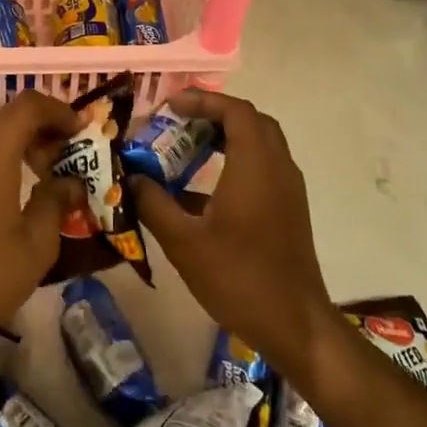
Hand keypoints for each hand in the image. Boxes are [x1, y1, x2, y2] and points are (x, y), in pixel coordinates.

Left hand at [0, 90, 83, 346]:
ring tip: (35, 173)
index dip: (60, 111)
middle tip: (62, 158)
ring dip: (12, 142)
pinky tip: (2, 189)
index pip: (31, 105)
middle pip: (7, 116)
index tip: (81, 130)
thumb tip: (70, 182)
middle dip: (38, 129)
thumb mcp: (38, 241)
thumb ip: (56, 200)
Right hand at [131, 90, 329, 380]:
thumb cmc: (239, 278)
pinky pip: (262, 168)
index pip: (235, 110)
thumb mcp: (184, 241)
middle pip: (250, 121)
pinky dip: (234, 162)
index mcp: (255, 166)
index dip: (202, 100)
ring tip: (186, 149)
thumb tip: (130, 178)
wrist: (296, 326)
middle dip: (213, 114)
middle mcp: (278, 168)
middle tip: (178, 122)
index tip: (169, 106)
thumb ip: (153, 203)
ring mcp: (287, 190)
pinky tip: (201, 191)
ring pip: (259, 144)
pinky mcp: (288, 211)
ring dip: (225, 138)